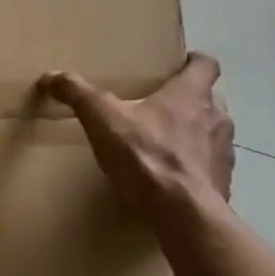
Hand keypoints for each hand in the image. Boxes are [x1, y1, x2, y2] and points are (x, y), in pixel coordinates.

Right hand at [42, 54, 232, 210]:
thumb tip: (50, 76)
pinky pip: (210, 166)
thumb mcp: (102, 120)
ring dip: (194, 132)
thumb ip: (78, 94)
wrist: (183, 213)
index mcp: (190, 94)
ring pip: (213, 131)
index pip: (206, 64)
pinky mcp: (223, 182)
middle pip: (211, 97)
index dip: (192, 62)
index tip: (176, 66)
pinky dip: (194, 166)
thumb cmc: (146, 156)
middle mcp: (216, 117)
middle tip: (160, 104)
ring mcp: (224, 152)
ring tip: (164, 142)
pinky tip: (171, 177)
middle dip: (190, 98)